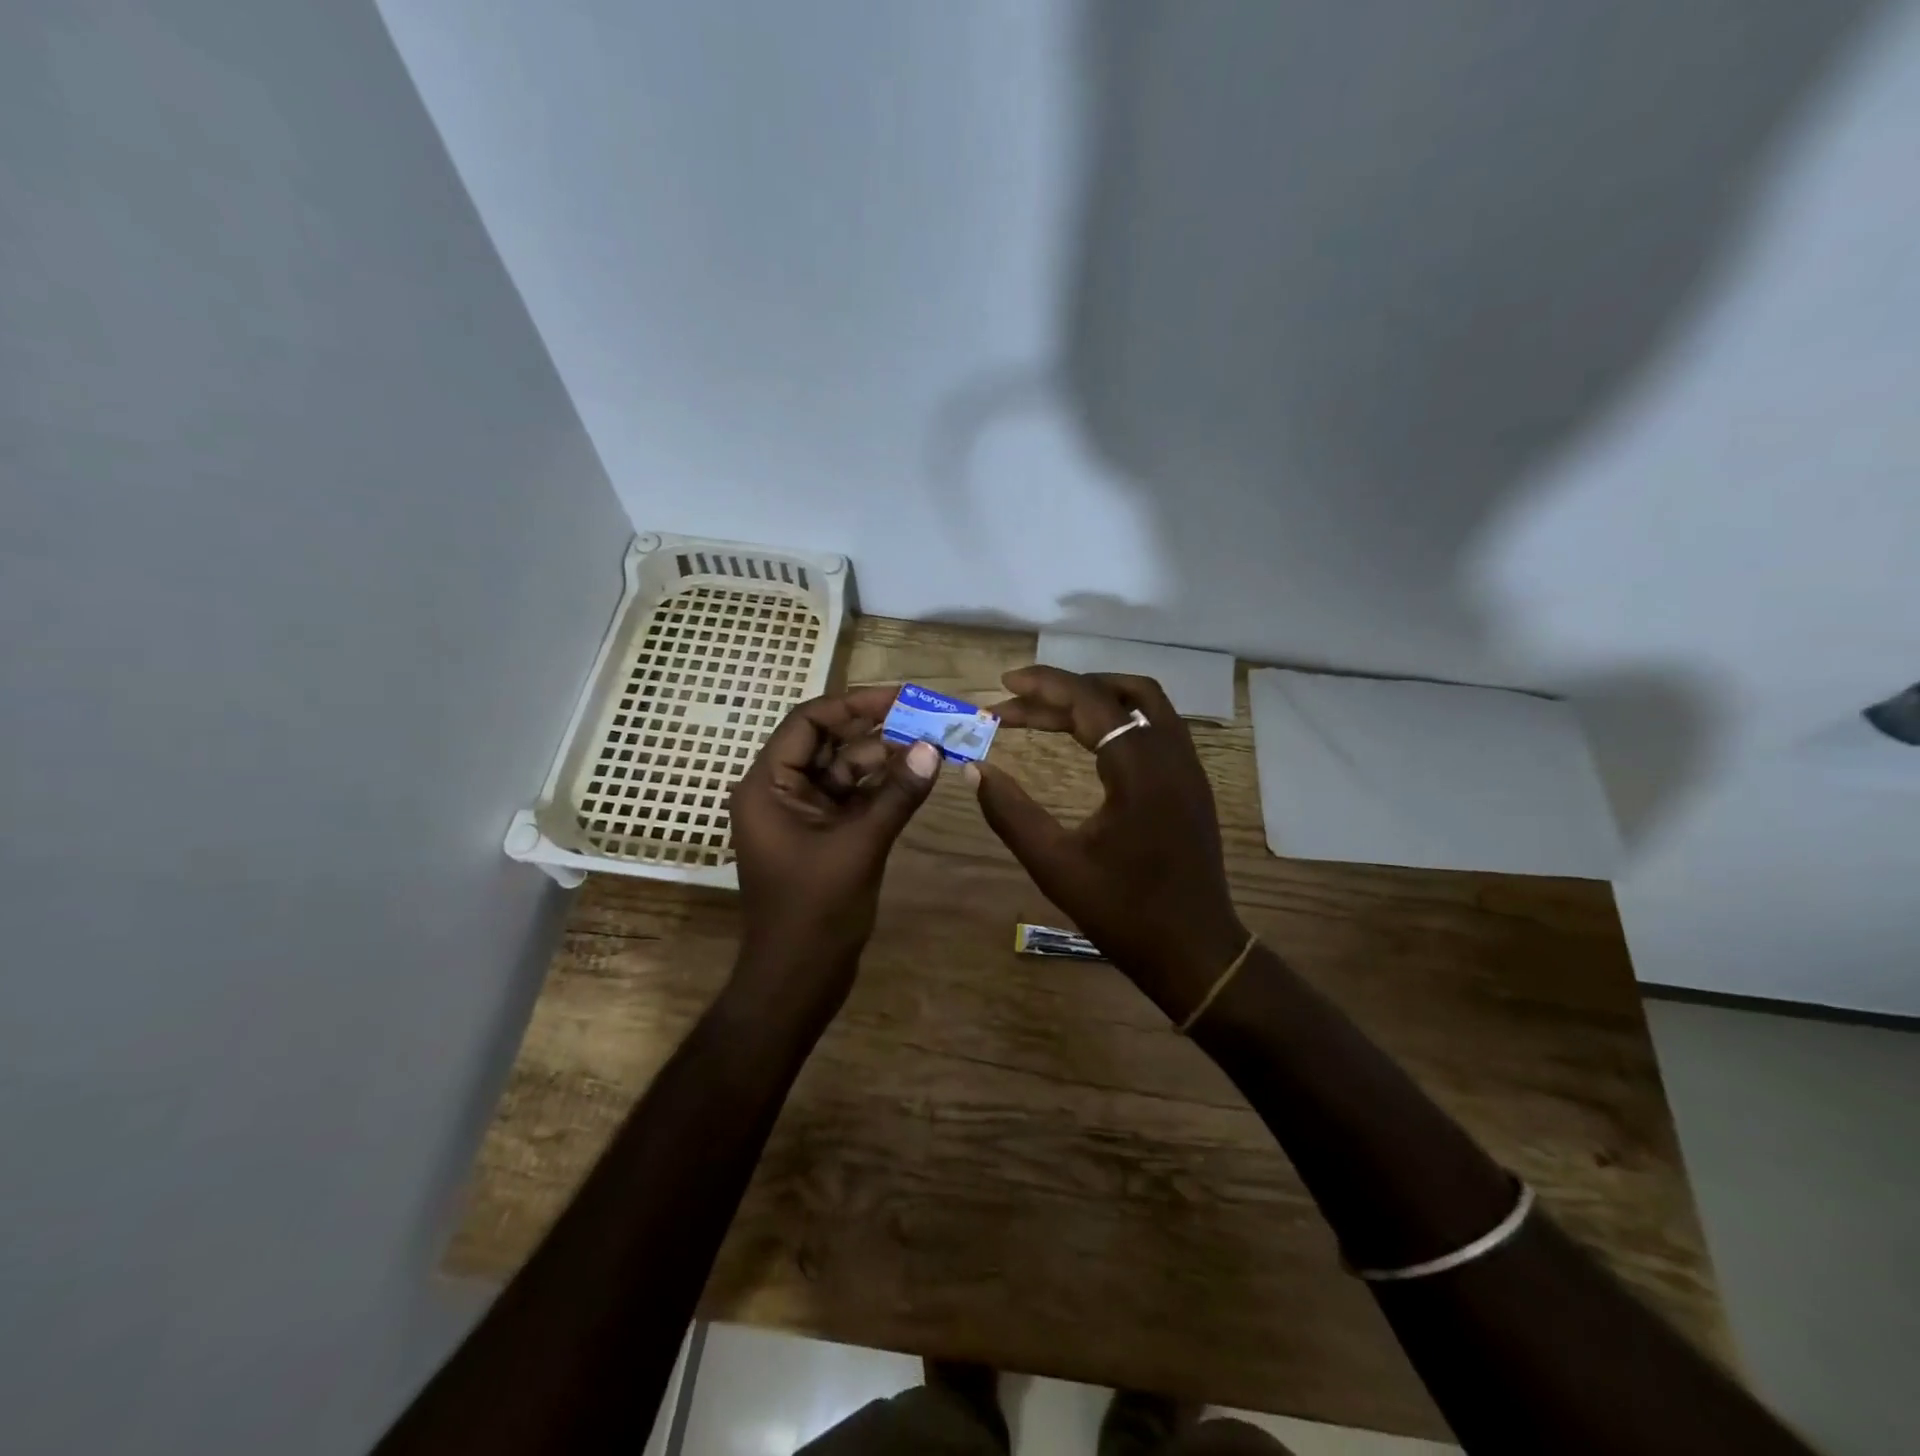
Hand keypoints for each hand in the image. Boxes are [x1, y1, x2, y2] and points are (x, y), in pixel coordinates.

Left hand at [729, 686, 941, 998]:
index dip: (854, 705)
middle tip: (927, 716)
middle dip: (877, 730)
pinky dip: (884, 788)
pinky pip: (855, 798)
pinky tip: (920, 776)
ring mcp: (804, 815)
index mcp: (768, 786)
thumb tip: (933, 748)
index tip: (900, 697)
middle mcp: (782, 792)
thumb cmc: (815, 913)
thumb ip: (896, 795)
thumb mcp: (859, 846)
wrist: (798, 981)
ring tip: (933, 743)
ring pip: (846, 770)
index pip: (808, 723)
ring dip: (886, 758)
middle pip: (830, 743)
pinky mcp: (825, 836)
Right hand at [970, 667, 1247, 1020]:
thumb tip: (975, 769)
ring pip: (1144, 703)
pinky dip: (1118, 717)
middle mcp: (1171, 754)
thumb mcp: (1055, 865)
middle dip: (1061, 692)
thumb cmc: (1123, 912)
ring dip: (1095, 697)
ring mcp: (1188, 767)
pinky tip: (1089, 738)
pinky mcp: (1191, 783)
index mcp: (1139, 768)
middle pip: (1115, 695)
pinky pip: (1155, 725)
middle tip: (1014, 703)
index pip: (1089, 701)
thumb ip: (1010, 812)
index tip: (1003, 685)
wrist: (1194, 951)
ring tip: (1049, 707)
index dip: (1043, 686)